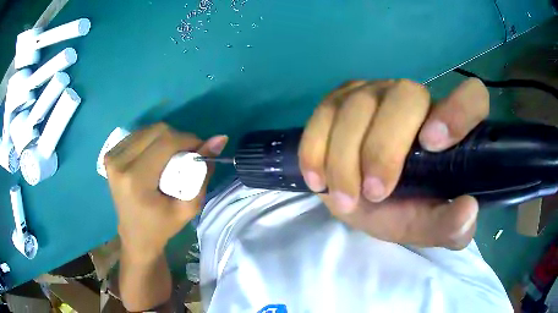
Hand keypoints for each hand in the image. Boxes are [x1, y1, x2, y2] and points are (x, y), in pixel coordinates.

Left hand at [105, 123, 227, 259]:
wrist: (135, 235)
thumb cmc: (162, 226)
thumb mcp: (188, 206)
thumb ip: (203, 172)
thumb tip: (220, 139)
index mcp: (135, 180)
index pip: (165, 142)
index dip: (188, 140)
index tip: (200, 150)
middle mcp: (119, 163)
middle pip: (156, 131)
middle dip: (178, 138)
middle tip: (186, 156)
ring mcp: (111, 157)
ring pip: (147, 130)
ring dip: (165, 139)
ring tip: (171, 159)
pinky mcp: (110, 155)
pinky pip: (137, 135)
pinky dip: (152, 141)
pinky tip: (155, 157)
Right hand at [299, 78, 488, 248]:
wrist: (354, 198)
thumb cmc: (398, 209)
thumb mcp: (423, 226)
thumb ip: (448, 226)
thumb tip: (467, 211)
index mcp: (446, 127)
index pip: (472, 97)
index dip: (458, 110)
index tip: (433, 144)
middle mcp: (413, 99)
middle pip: (405, 96)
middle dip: (385, 148)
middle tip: (374, 193)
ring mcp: (372, 93)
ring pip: (358, 106)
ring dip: (346, 158)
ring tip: (344, 199)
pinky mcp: (337, 100)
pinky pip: (323, 114)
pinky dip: (316, 149)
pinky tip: (318, 179)